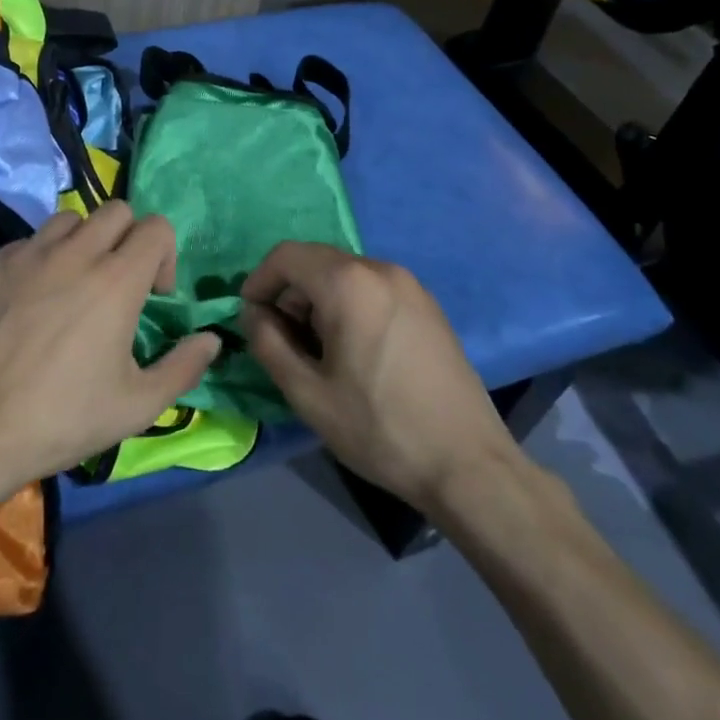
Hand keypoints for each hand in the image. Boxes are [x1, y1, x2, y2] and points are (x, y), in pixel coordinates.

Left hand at [0, 203, 219, 491]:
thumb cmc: (63, 418)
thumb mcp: (137, 406)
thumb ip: (184, 367)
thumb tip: (212, 339)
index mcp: (117, 279)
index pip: (157, 227)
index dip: (165, 255)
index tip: (154, 295)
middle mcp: (75, 252)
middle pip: (116, 210)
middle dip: (128, 238)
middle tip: (117, 282)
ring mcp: (28, 253)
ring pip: (69, 219)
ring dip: (82, 242)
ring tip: (73, 284)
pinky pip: (26, 242)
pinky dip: (39, 260)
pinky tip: (28, 301)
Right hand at [241, 243, 519, 508]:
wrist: (468, 464)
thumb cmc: (379, 428)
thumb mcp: (307, 393)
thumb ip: (268, 343)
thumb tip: (253, 314)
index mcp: (348, 283)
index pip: (286, 256)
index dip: (259, 281)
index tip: (251, 318)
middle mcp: (380, 269)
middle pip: (316, 261)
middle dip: (289, 293)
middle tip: (282, 341)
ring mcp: (410, 285)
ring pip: (345, 274)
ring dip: (318, 300)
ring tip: (318, 351)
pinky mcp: (428, 305)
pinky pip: (373, 288)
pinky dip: (349, 304)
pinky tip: (354, 350)